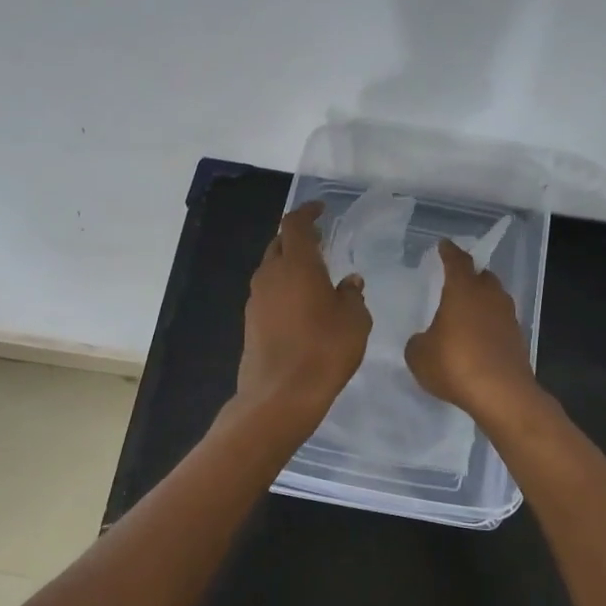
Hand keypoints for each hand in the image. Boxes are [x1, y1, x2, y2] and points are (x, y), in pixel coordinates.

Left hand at [237, 202, 371, 423]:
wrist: (279, 395)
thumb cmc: (324, 350)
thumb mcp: (354, 321)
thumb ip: (352, 295)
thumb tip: (349, 282)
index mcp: (296, 264)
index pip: (295, 224)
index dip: (307, 212)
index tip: (321, 210)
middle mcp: (270, 275)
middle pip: (279, 244)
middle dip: (297, 238)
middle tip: (320, 241)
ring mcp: (256, 299)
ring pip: (271, 269)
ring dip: (289, 264)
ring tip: (313, 274)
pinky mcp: (250, 322)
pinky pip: (267, 292)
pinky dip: (283, 288)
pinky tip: (301, 305)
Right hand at [404, 238, 540, 423]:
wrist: (501, 394)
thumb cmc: (454, 364)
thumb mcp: (419, 355)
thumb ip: (419, 341)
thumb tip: (426, 340)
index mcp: (463, 290)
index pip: (457, 261)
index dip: (449, 252)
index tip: (444, 245)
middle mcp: (489, 296)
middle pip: (482, 276)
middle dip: (470, 275)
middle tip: (456, 280)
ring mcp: (507, 317)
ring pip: (494, 298)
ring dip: (482, 300)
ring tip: (466, 310)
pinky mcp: (518, 339)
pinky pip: (500, 322)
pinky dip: (489, 324)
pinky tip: (478, 338)